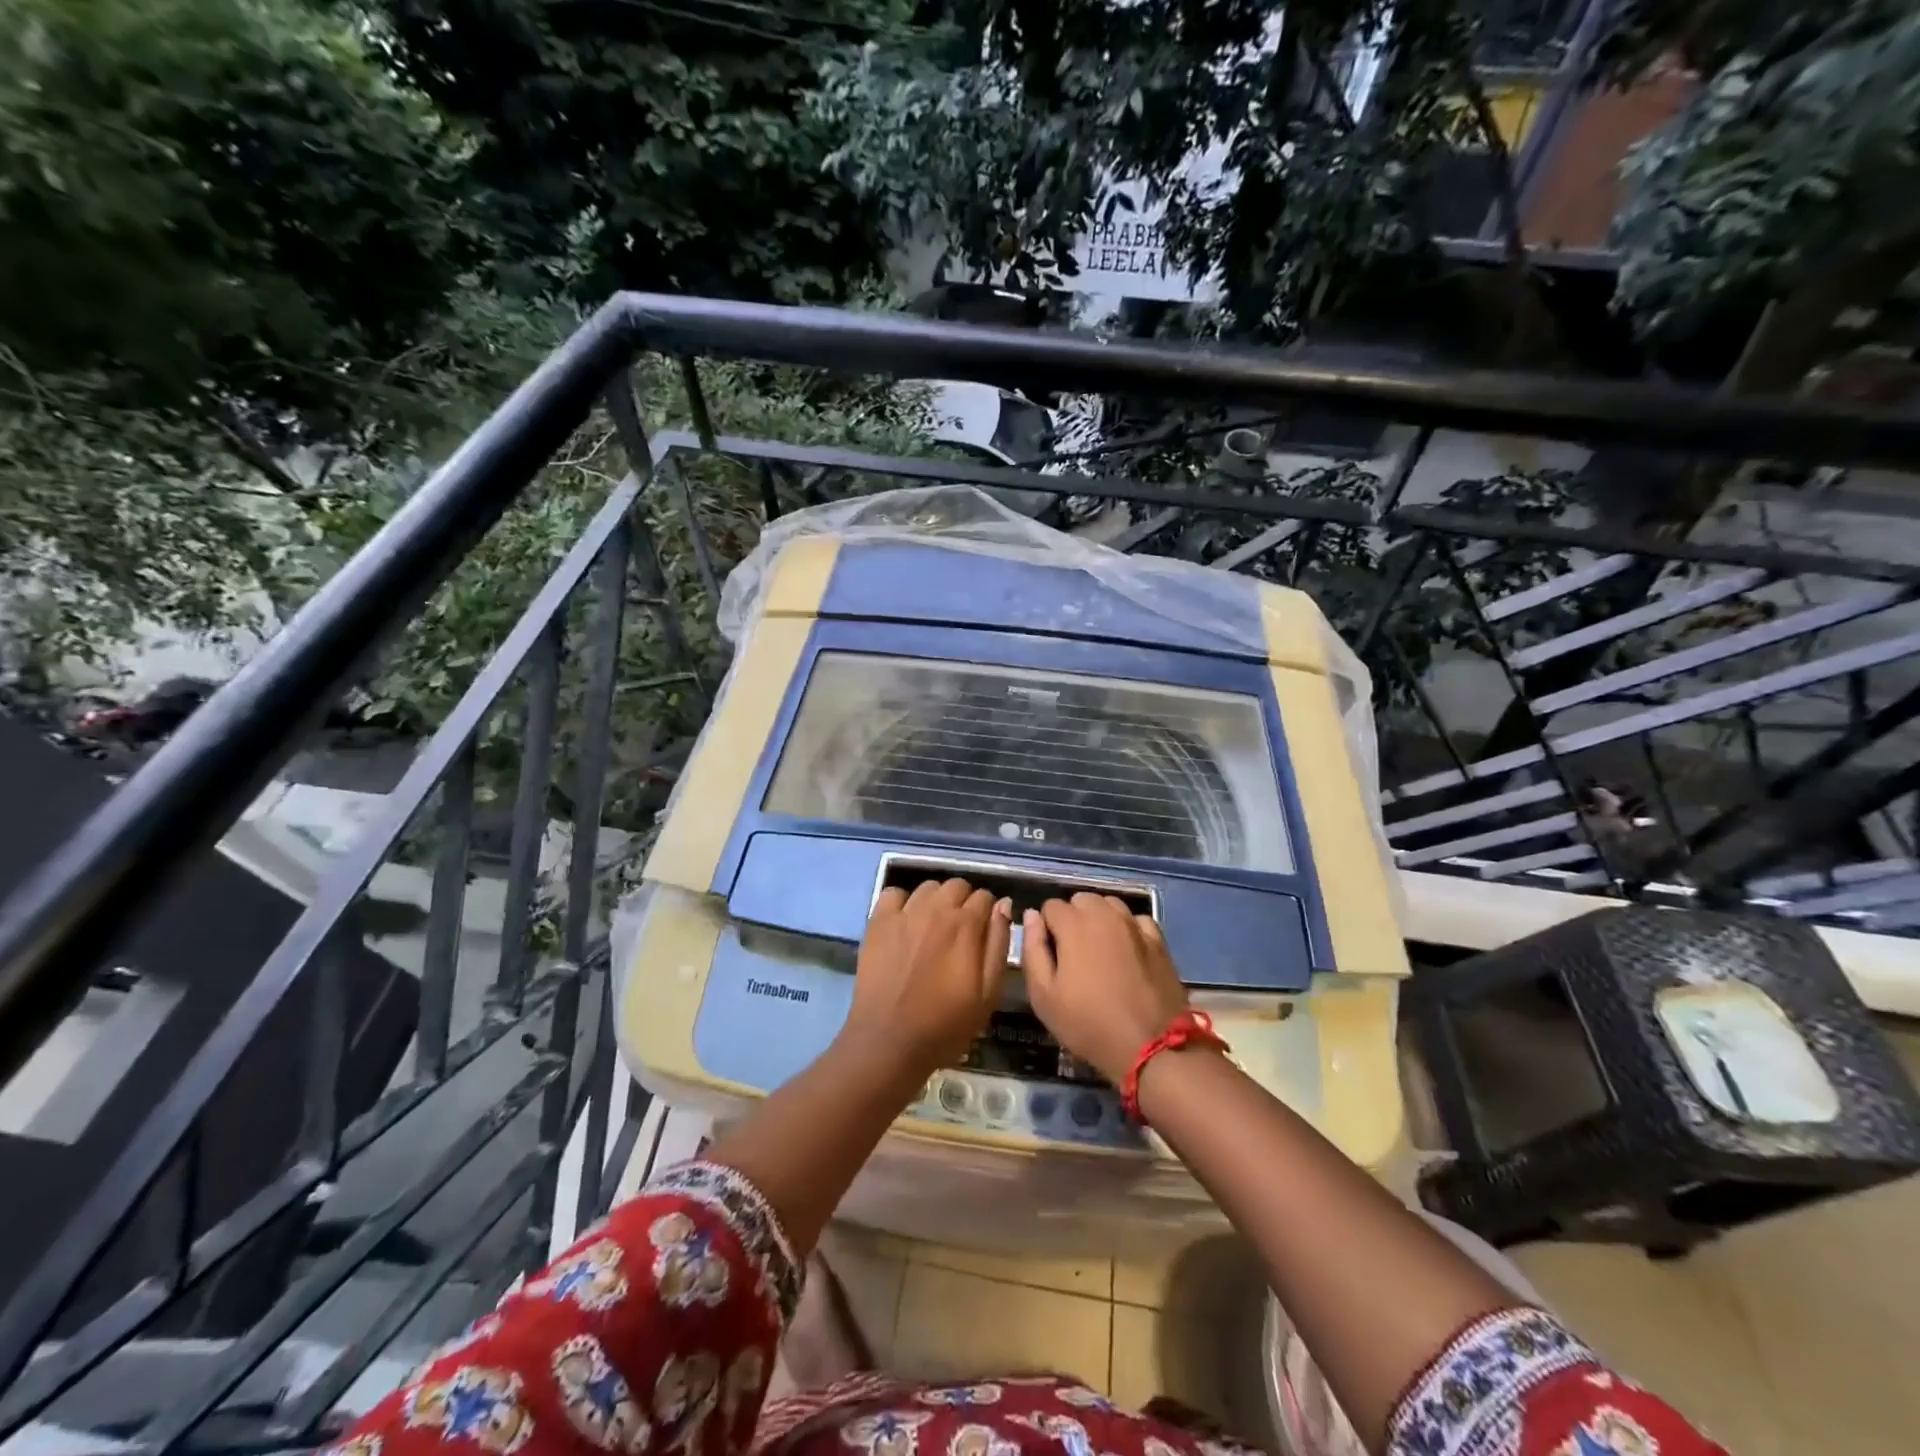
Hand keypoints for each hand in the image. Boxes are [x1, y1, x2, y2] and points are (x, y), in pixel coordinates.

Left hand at [840, 878, 1011, 1083]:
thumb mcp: (988, 993)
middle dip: (964, 902)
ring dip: (936, 900)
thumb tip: (1003, 905)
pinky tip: (904, 923)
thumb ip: (999, 944)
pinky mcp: (878, 922)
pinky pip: (894, 893)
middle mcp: (936, 909)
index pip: (985, 897)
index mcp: (965, 925)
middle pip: (957, 886)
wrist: (889, 1041)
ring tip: (933, 926)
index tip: (984, 933)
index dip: (988, 913)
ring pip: (928, 887)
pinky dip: (902, 902)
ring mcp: (904, 913)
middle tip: (960, 931)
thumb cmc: (945, 1024)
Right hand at [1022, 894, 1188, 1084]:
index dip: (1046, 928)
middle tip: (1073, 954)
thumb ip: (1032, 949)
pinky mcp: (1159, 940)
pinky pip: (1136, 920)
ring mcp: (1135, 925)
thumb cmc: (1088, 1024)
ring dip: (1100, 919)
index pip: (1050, 906)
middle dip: (1073, 918)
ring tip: (1100, 951)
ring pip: (1110, 904)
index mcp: (1074, 924)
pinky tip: (1127, 952)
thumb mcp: (1044, 996)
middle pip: (1081, 900)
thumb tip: (1032, 916)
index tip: (1051, 956)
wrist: (1151, 1047)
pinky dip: (1128, 928)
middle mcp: (1105, 914)